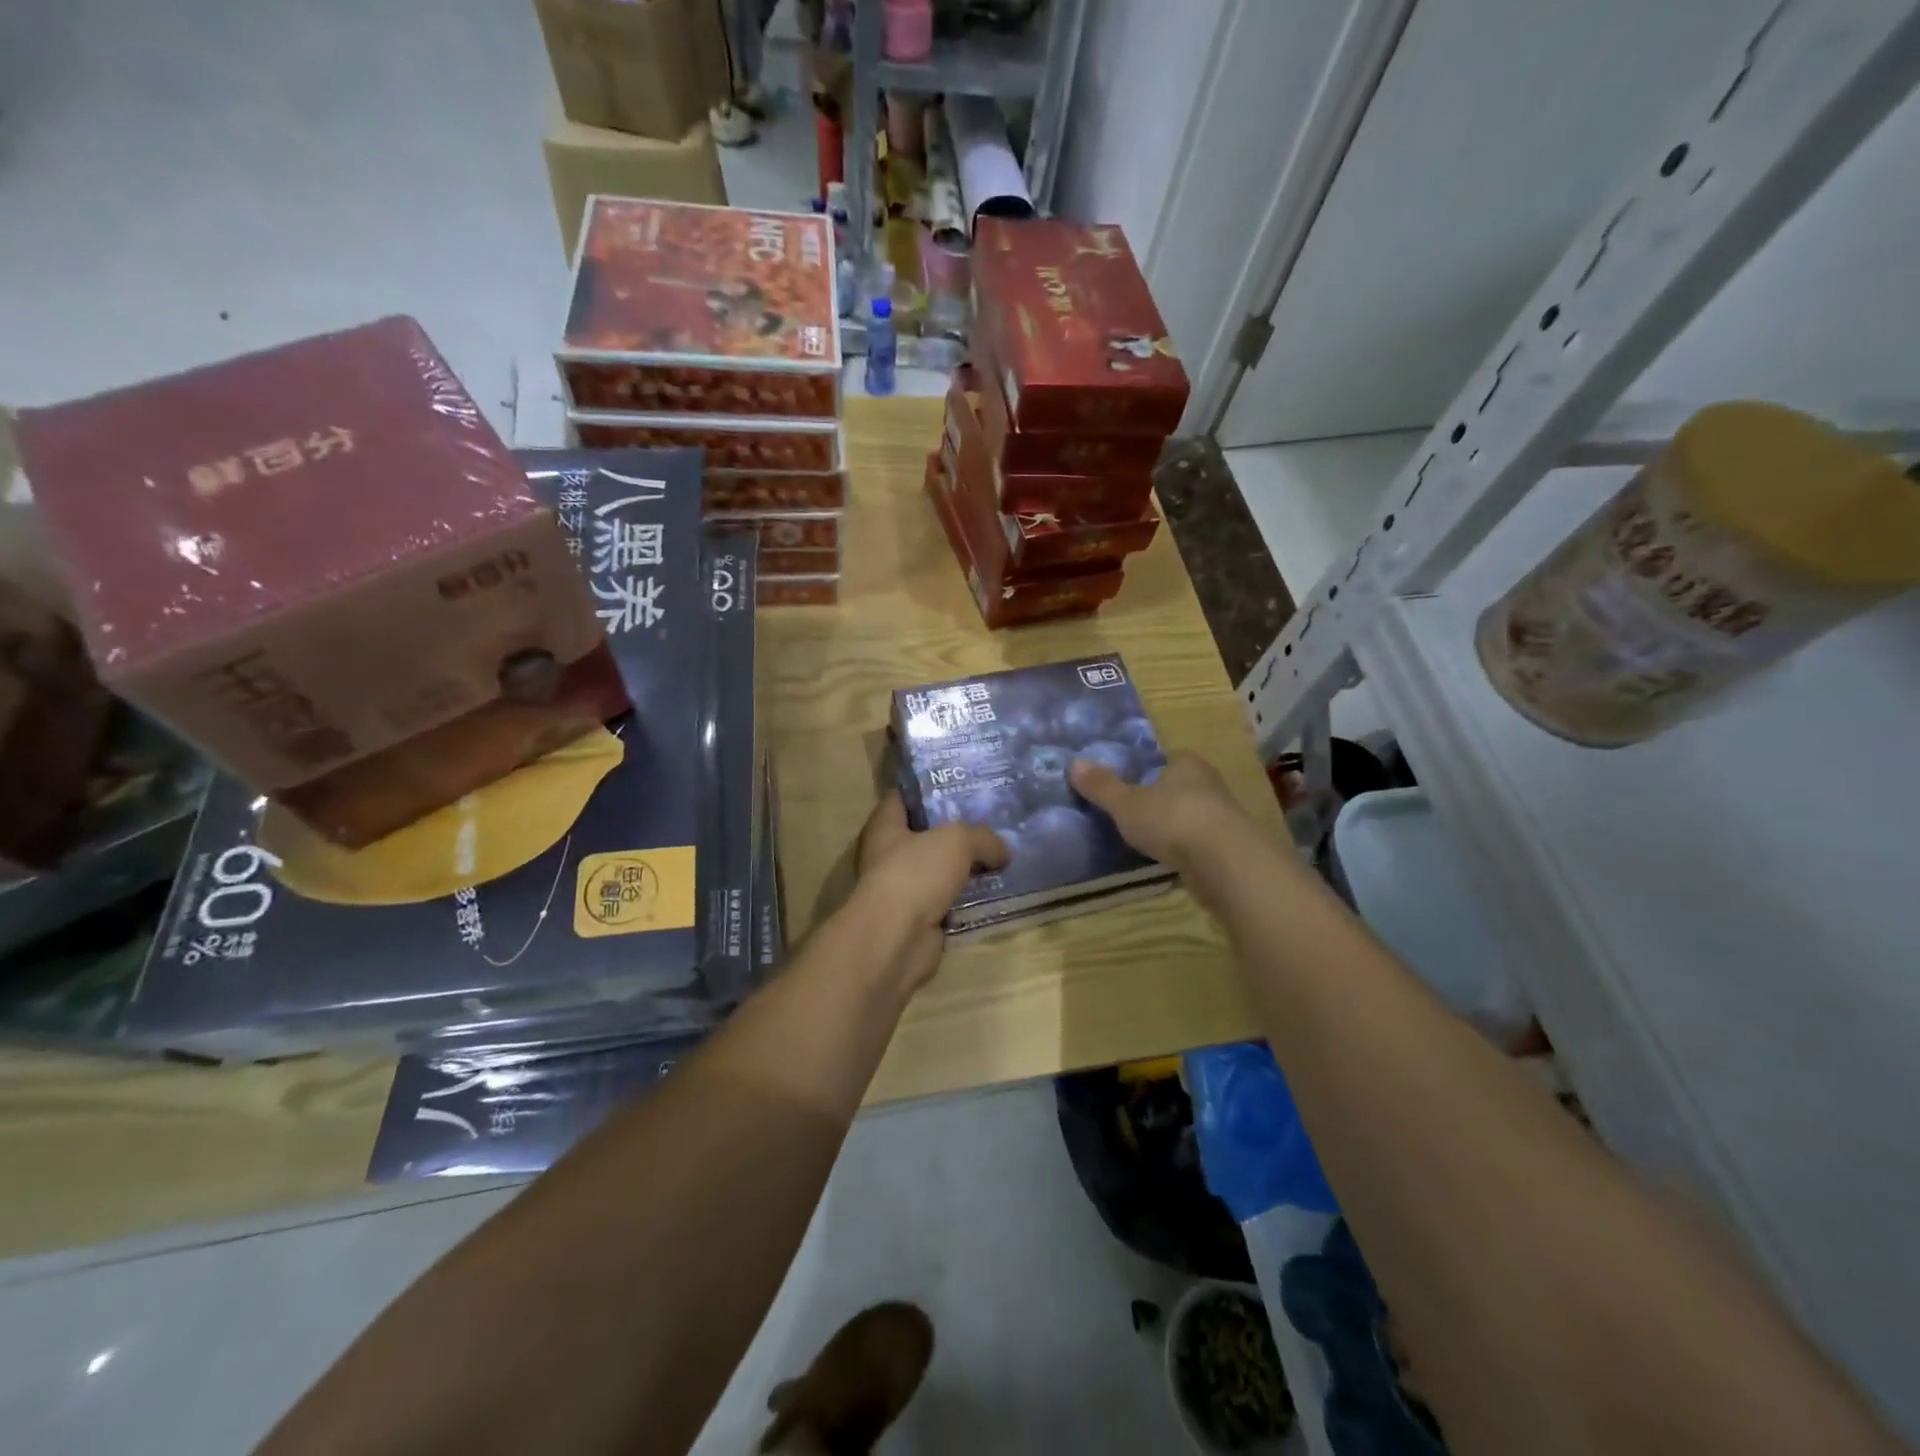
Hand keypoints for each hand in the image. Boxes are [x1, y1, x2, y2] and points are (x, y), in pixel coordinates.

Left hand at [850, 791, 1007, 991]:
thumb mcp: (957, 840)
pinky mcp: (921, 919)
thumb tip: (1002, 852)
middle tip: (993, 818)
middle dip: (956, 828)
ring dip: (966, 867)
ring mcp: (904, 890)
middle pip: (926, 835)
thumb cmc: (916, 873)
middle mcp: (889, 855)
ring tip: (1003, 853)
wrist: (898, 938)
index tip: (959, 780)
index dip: (927, 787)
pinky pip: (950, 901)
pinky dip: (969, 898)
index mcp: (885, 827)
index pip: (902, 797)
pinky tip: (998, 889)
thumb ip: (982, 838)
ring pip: (941, 870)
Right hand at [1067, 750, 1246, 869]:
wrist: (1224, 863)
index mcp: (1187, 764)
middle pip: (1181, 786)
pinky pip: (1200, 844)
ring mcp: (1223, 818)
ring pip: (1192, 815)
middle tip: (1133, 809)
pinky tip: (1168, 861)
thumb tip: (1074, 763)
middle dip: (1162, 796)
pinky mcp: (1229, 850)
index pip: (1168, 757)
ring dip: (1175, 825)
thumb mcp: (1126, 803)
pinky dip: (1185, 850)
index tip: (1131, 778)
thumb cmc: (1172, 819)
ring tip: (1148, 838)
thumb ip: (1102, 786)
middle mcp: (1210, 784)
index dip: (1150, 766)